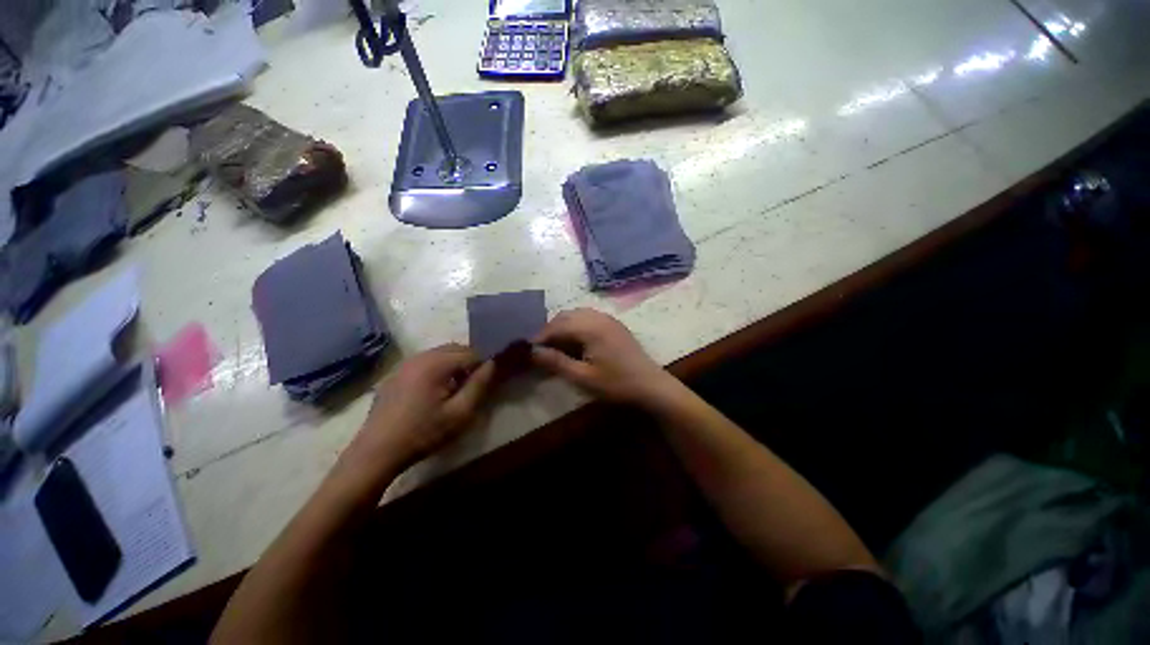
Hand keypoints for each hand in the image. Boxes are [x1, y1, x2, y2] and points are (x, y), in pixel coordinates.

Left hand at [349, 344, 495, 471]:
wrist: (377, 452)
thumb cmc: (423, 433)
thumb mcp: (460, 413)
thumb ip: (480, 385)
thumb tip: (493, 363)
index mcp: (436, 363)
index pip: (472, 352)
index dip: (483, 366)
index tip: (486, 384)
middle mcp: (420, 356)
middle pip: (456, 349)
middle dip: (469, 363)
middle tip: (472, 387)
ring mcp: (405, 363)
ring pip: (441, 354)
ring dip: (454, 366)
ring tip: (455, 390)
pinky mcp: (396, 373)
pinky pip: (426, 362)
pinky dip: (438, 369)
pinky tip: (434, 393)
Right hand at [531, 308, 676, 406]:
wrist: (651, 386)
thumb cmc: (616, 384)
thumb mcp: (582, 377)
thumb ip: (556, 362)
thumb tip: (532, 352)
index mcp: (590, 328)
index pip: (556, 326)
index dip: (540, 337)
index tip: (528, 350)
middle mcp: (598, 317)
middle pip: (565, 316)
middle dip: (550, 330)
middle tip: (541, 349)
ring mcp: (608, 319)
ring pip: (577, 314)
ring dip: (563, 326)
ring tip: (556, 346)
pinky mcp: (614, 324)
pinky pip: (589, 317)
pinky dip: (576, 325)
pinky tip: (576, 341)